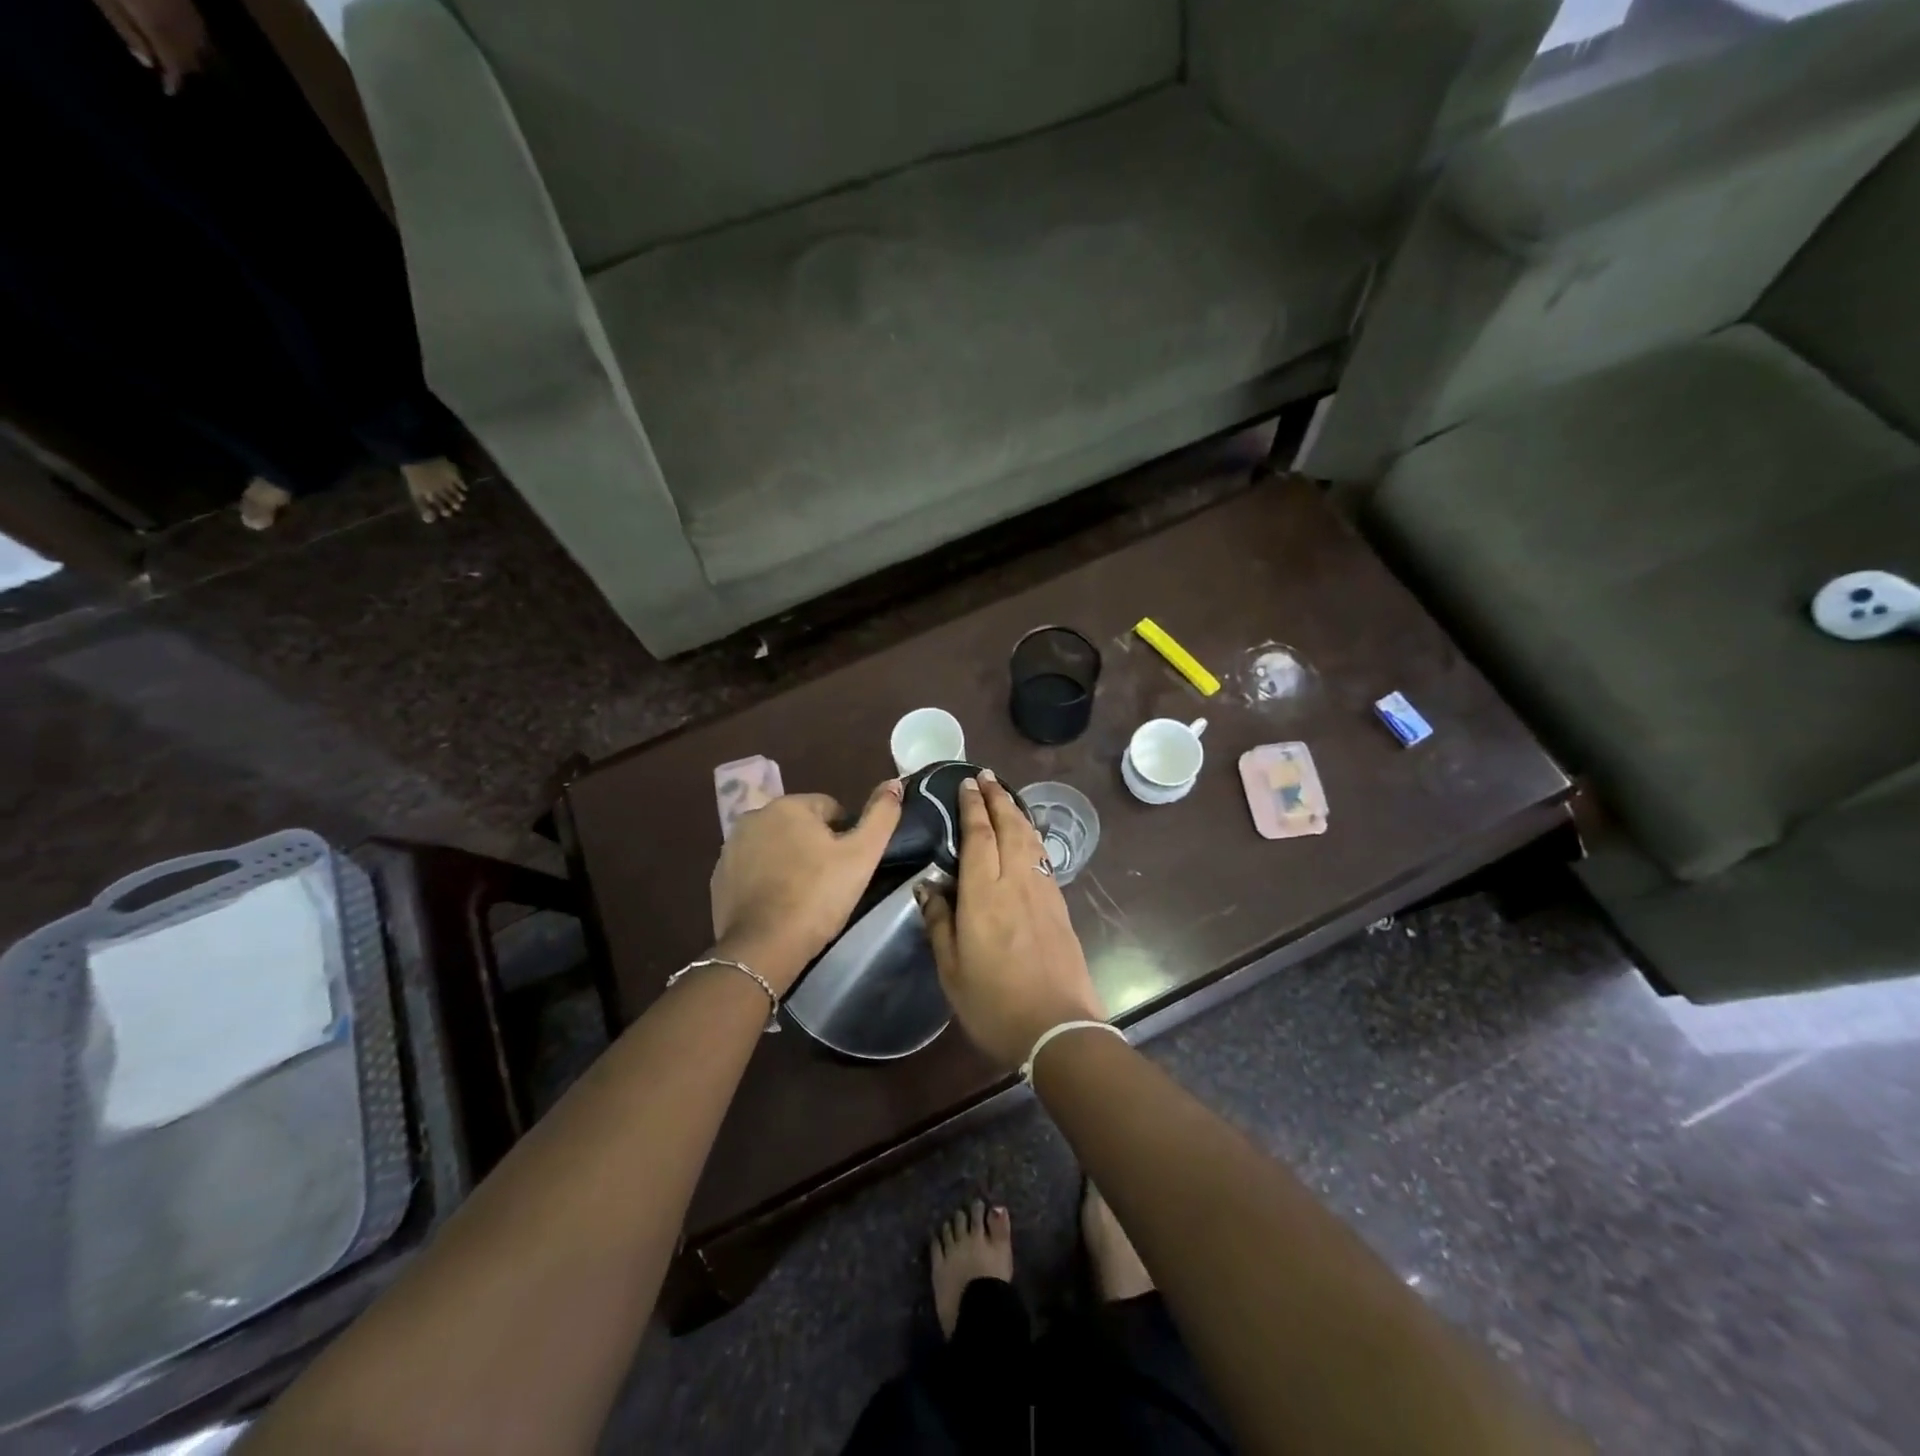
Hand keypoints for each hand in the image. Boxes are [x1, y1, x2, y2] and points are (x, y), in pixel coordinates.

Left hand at [93, 0, 211, 94]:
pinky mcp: (189, 2)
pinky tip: (185, 36)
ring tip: (181, 57)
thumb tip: (147, 62)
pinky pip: (200, 29)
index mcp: (160, 31)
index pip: (176, 67)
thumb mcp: (104, 0)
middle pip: (192, 59)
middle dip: (183, 68)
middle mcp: (182, 28)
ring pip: (202, 47)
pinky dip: (196, 38)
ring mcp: (188, 14)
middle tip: (172, 72)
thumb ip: (127, 31)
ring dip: (193, 55)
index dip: (174, 81)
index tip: (169, 91)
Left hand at [709, 780, 902, 992]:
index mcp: (788, 806)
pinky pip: (753, 869)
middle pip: (800, 826)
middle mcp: (754, 817)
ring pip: (775, 846)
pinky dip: (767, 880)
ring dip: (790, 861)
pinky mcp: (719, 878)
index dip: (845, 836)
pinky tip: (779, 904)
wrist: (763, 947)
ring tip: (805, 895)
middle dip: (815, 846)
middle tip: (829, 882)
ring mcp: (731, 848)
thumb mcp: (862, 855)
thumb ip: (881, 815)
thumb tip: (894, 783)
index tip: (848, 866)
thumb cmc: (818, 896)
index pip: (830, 809)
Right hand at [919, 773, 1104, 1064]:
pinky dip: (1032, 838)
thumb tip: (928, 886)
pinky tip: (1027, 839)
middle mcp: (1016, 883)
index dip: (973, 807)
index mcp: (984, 895)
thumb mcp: (952, 970)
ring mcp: (1043, 893)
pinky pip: (1042, 859)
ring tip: (1006, 797)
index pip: (979, 837)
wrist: (1058, 1029)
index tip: (967, 783)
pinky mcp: (1060, 907)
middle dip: (998, 798)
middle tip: (987, 776)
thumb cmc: (994, 1003)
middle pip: (1009, 827)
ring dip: (1017, 813)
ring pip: (1030, 840)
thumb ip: (939, 922)